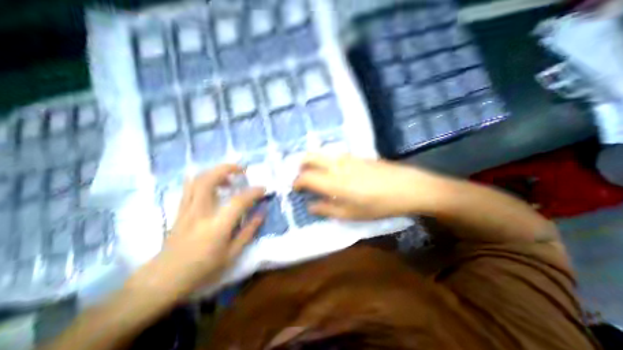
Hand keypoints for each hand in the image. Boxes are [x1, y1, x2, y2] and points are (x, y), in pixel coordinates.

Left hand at [131, 165, 264, 296]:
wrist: (164, 279)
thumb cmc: (202, 269)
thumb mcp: (232, 254)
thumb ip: (248, 231)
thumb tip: (261, 213)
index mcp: (216, 227)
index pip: (238, 201)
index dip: (253, 192)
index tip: (263, 189)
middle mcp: (199, 213)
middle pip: (208, 180)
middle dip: (227, 169)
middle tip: (241, 170)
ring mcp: (186, 210)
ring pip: (196, 180)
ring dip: (214, 172)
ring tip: (229, 176)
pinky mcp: (180, 210)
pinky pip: (190, 187)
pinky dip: (204, 180)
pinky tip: (213, 185)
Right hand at [293, 155, 442, 220]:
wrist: (407, 187)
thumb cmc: (378, 205)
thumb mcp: (351, 214)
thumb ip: (327, 209)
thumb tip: (310, 206)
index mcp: (333, 182)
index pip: (306, 177)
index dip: (297, 182)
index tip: (295, 188)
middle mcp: (336, 165)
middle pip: (310, 157)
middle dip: (300, 164)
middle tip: (300, 175)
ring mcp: (346, 157)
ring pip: (321, 153)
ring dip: (312, 160)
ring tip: (313, 172)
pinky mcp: (356, 155)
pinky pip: (333, 154)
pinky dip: (325, 159)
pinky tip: (331, 169)